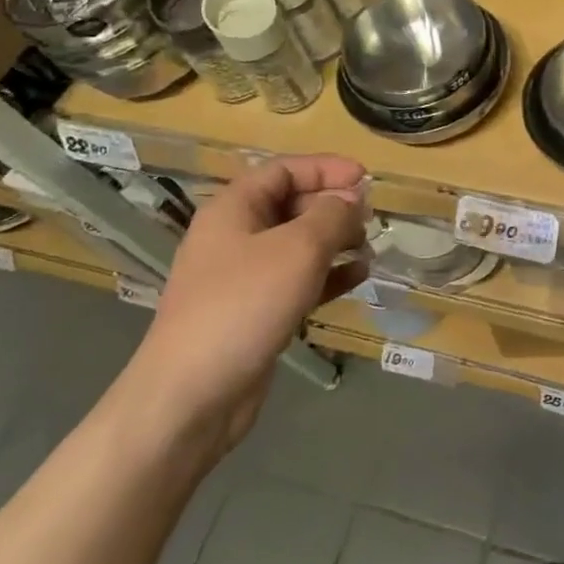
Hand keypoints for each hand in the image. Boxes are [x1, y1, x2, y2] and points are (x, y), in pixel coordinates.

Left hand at [127, 155, 367, 457]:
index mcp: (234, 209)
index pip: (284, 170)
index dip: (326, 168)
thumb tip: (352, 199)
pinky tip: (358, 278)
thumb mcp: (298, 248)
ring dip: (336, 242)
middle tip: (371, 218)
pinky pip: (299, 281)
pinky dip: (328, 275)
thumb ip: (332, 215)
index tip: (366, 178)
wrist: (192, 395)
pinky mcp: (256, 312)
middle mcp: (236, 236)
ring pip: (299, 245)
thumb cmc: (244, 304)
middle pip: (292, 205)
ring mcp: (244, 277)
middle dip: (334, 207)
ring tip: (370, 248)